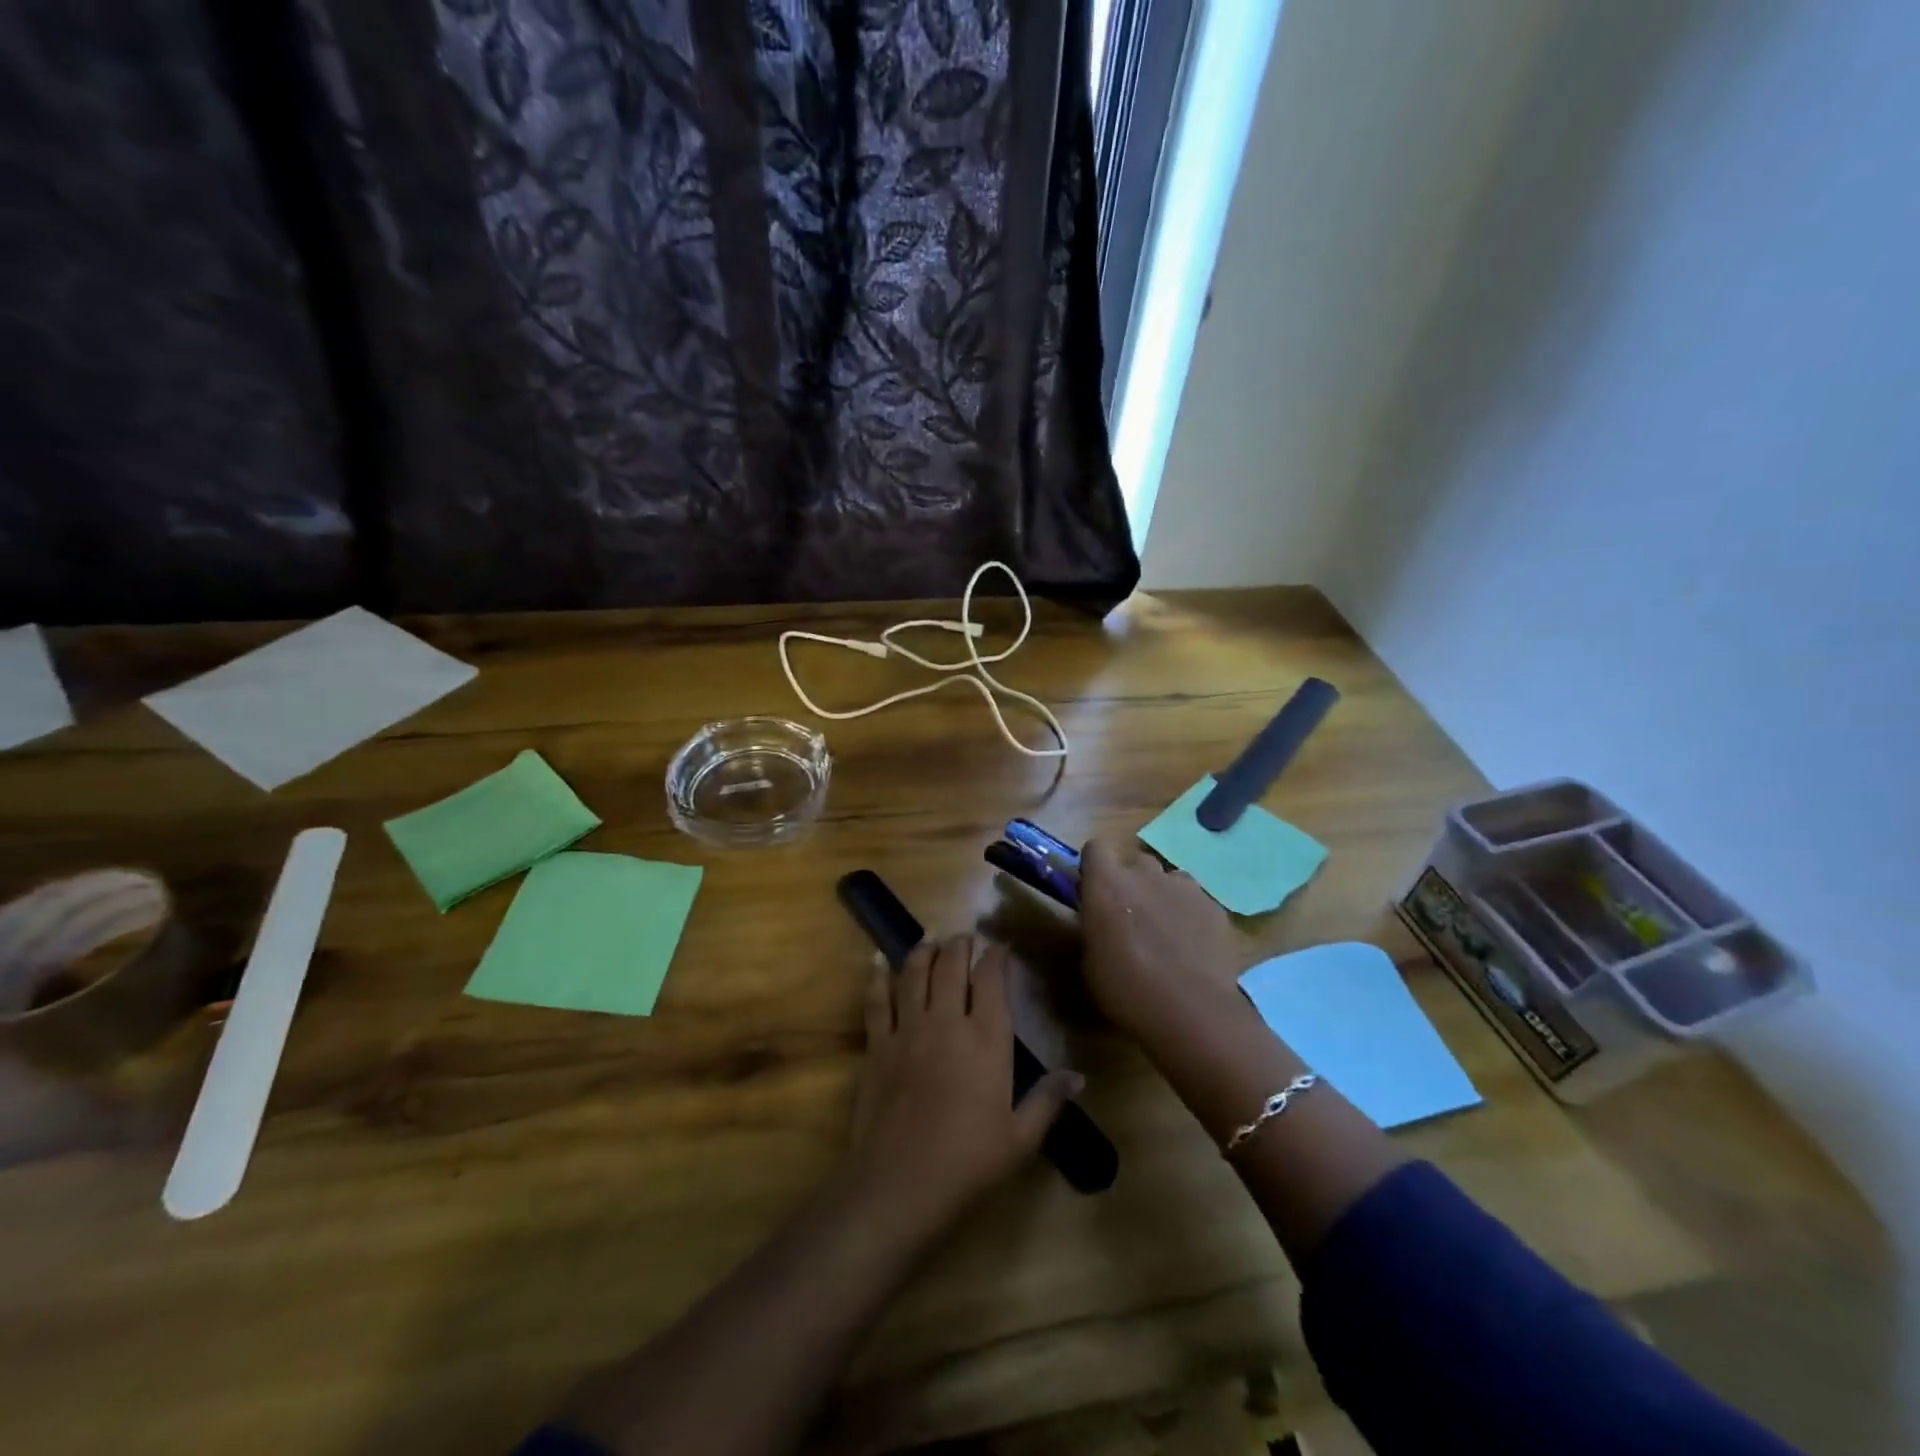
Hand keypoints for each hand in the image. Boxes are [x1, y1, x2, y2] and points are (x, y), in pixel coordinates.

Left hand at [845, 935, 1081, 1240]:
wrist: (900, 1185)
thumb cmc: (968, 1163)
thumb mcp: (1020, 1139)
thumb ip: (1048, 1100)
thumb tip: (1079, 1076)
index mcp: (986, 1039)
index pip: (991, 979)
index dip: (996, 956)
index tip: (1000, 947)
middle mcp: (946, 1021)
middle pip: (951, 965)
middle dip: (960, 945)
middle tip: (966, 937)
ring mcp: (907, 1029)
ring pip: (915, 973)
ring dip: (925, 951)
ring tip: (932, 941)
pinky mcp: (878, 1045)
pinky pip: (876, 1000)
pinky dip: (878, 977)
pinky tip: (879, 961)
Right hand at [1079, 837, 1251, 1036]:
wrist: (1192, 1012)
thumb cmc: (1127, 990)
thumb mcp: (1090, 962)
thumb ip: (1094, 927)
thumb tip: (1100, 920)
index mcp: (1107, 884)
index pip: (1095, 848)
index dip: (1094, 866)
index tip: (1095, 889)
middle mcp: (1145, 874)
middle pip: (1136, 862)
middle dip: (1132, 882)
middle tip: (1131, 915)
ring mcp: (1184, 887)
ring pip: (1169, 879)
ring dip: (1163, 895)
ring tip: (1166, 931)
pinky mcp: (1214, 906)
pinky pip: (1196, 901)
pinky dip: (1191, 915)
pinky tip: (1193, 946)